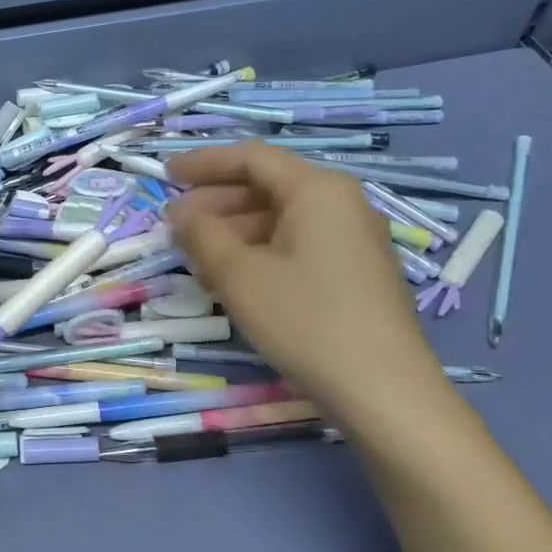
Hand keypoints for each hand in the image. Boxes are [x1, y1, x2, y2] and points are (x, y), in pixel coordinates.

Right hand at [165, 142, 441, 420]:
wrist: (385, 393)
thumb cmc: (306, 321)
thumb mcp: (239, 275)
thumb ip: (202, 235)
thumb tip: (181, 215)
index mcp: (317, 189)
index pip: (251, 158)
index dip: (204, 163)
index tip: (165, 175)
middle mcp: (340, 203)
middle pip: (266, 186)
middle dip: (215, 202)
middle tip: (174, 224)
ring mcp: (352, 239)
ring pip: (280, 218)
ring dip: (232, 230)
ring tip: (195, 256)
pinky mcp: (354, 272)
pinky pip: (297, 244)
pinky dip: (259, 251)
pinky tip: (231, 279)